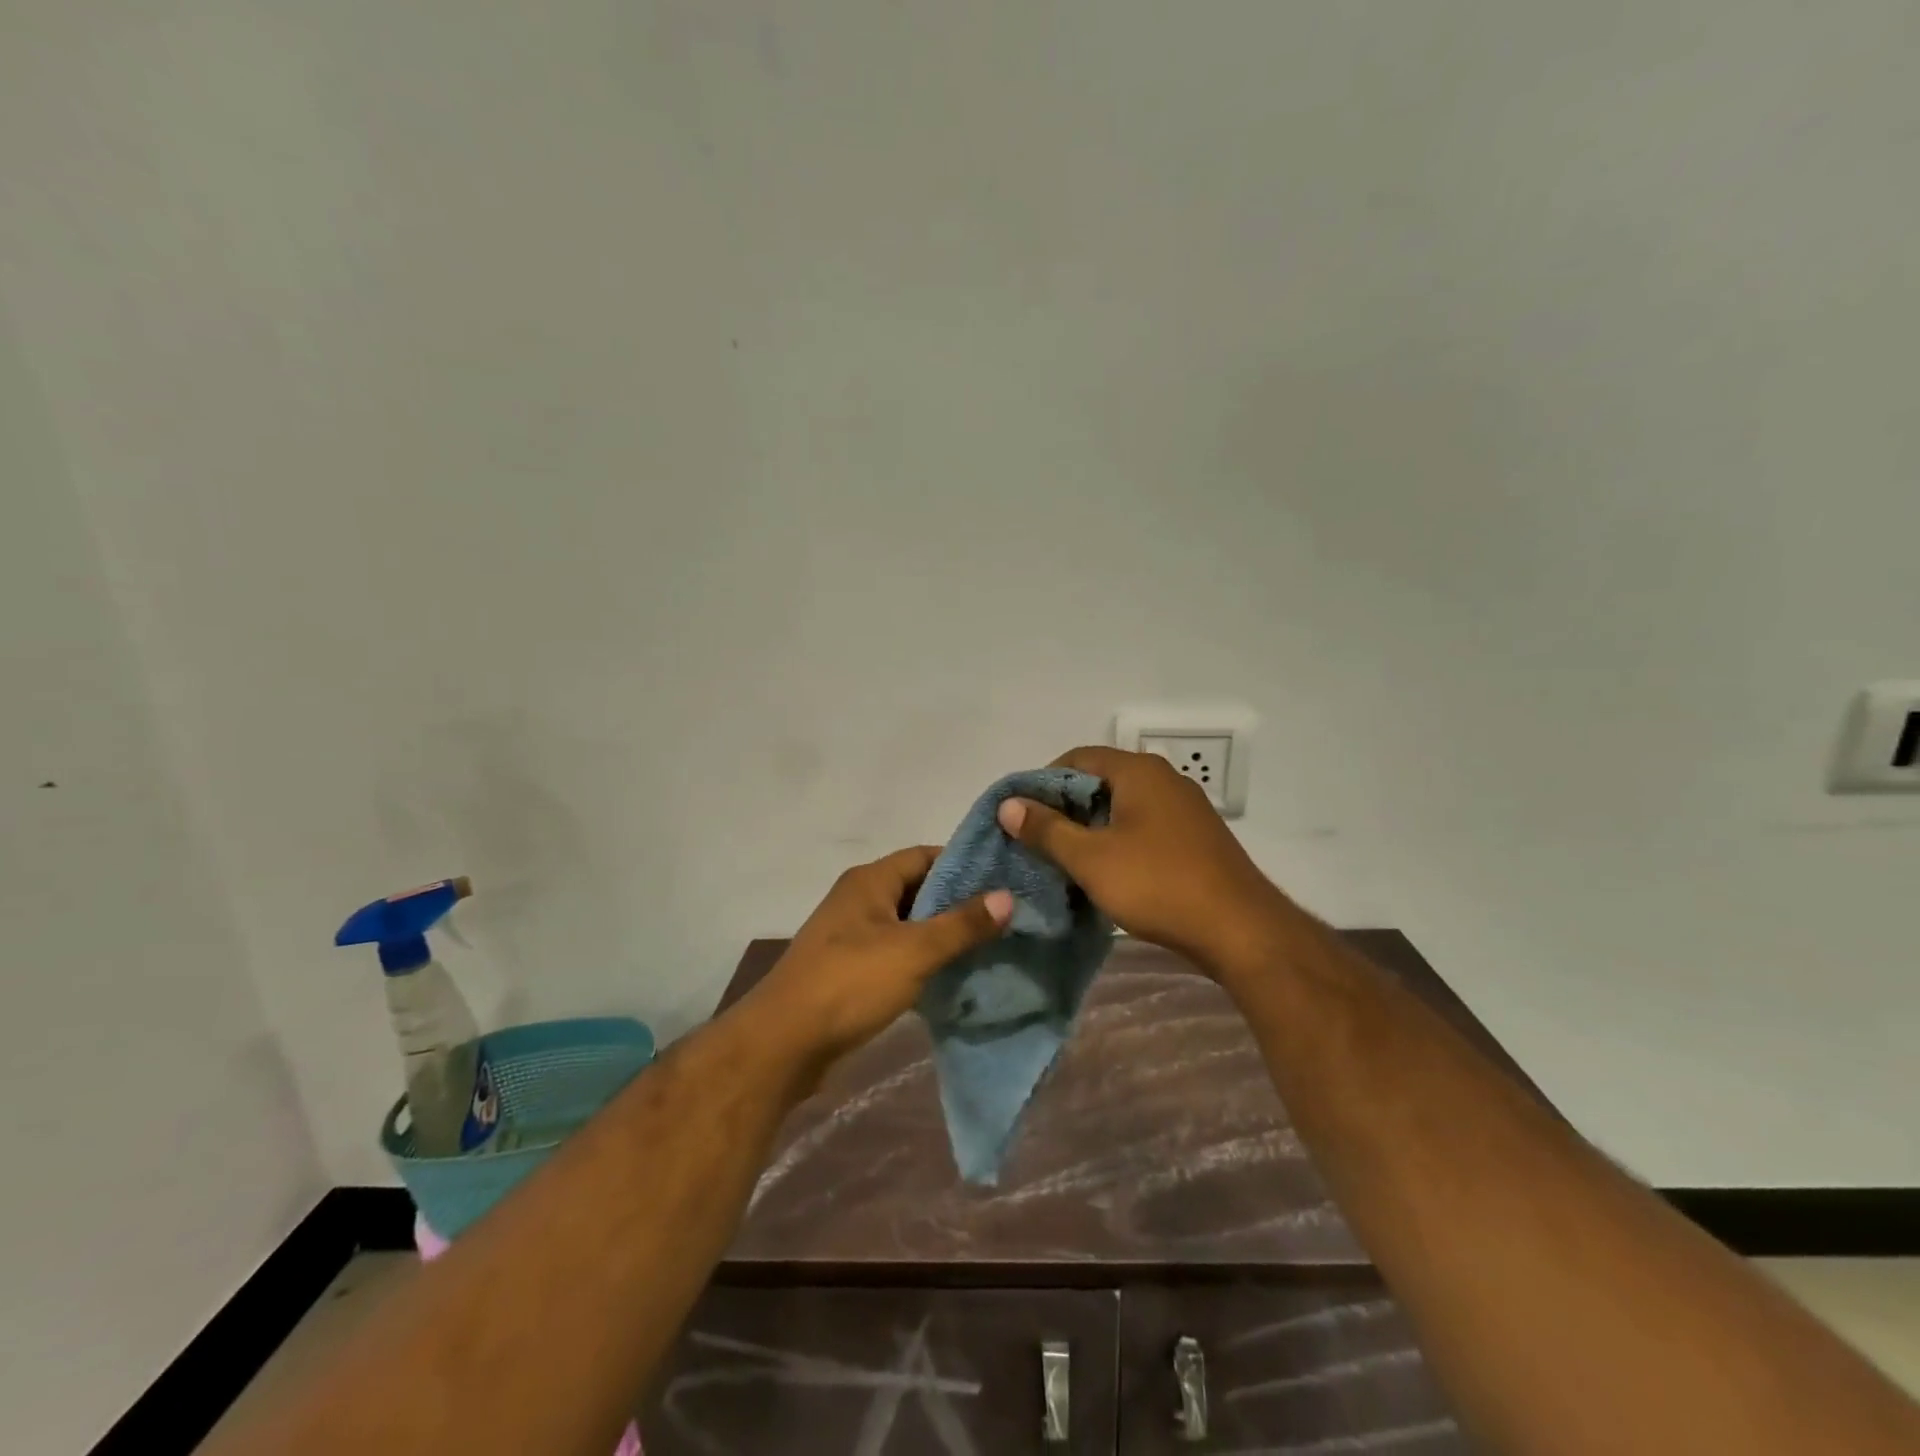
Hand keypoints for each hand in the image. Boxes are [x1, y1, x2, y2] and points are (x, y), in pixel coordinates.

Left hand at [752, 846, 1012, 1062]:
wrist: (784, 1042)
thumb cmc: (850, 983)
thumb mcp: (914, 951)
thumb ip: (961, 924)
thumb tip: (1007, 897)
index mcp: (870, 881)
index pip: (925, 855)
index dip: (964, 864)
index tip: (1004, 879)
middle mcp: (859, 898)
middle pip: (917, 888)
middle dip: (957, 902)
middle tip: (1003, 916)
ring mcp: (851, 934)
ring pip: (907, 923)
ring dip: (941, 933)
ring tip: (987, 945)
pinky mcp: (849, 968)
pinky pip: (895, 952)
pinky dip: (921, 959)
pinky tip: (951, 975)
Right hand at [997, 746, 1290, 979]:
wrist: (1241, 930)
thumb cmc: (1158, 884)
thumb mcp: (1091, 858)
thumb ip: (1046, 829)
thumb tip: (1008, 804)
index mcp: (1139, 771)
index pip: (1078, 757)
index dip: (1043, 781)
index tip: (1023, 813)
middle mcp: (1165, 779)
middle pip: (1102, 780)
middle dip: (1066, 807)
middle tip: (1039, 839)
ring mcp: (1186, 808)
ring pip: (1124, 806)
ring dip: (1093, 827)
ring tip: (1067, 858)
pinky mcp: (1197, 837)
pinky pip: (1146, 826)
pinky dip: (1120, 840)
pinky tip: (1109, 872)